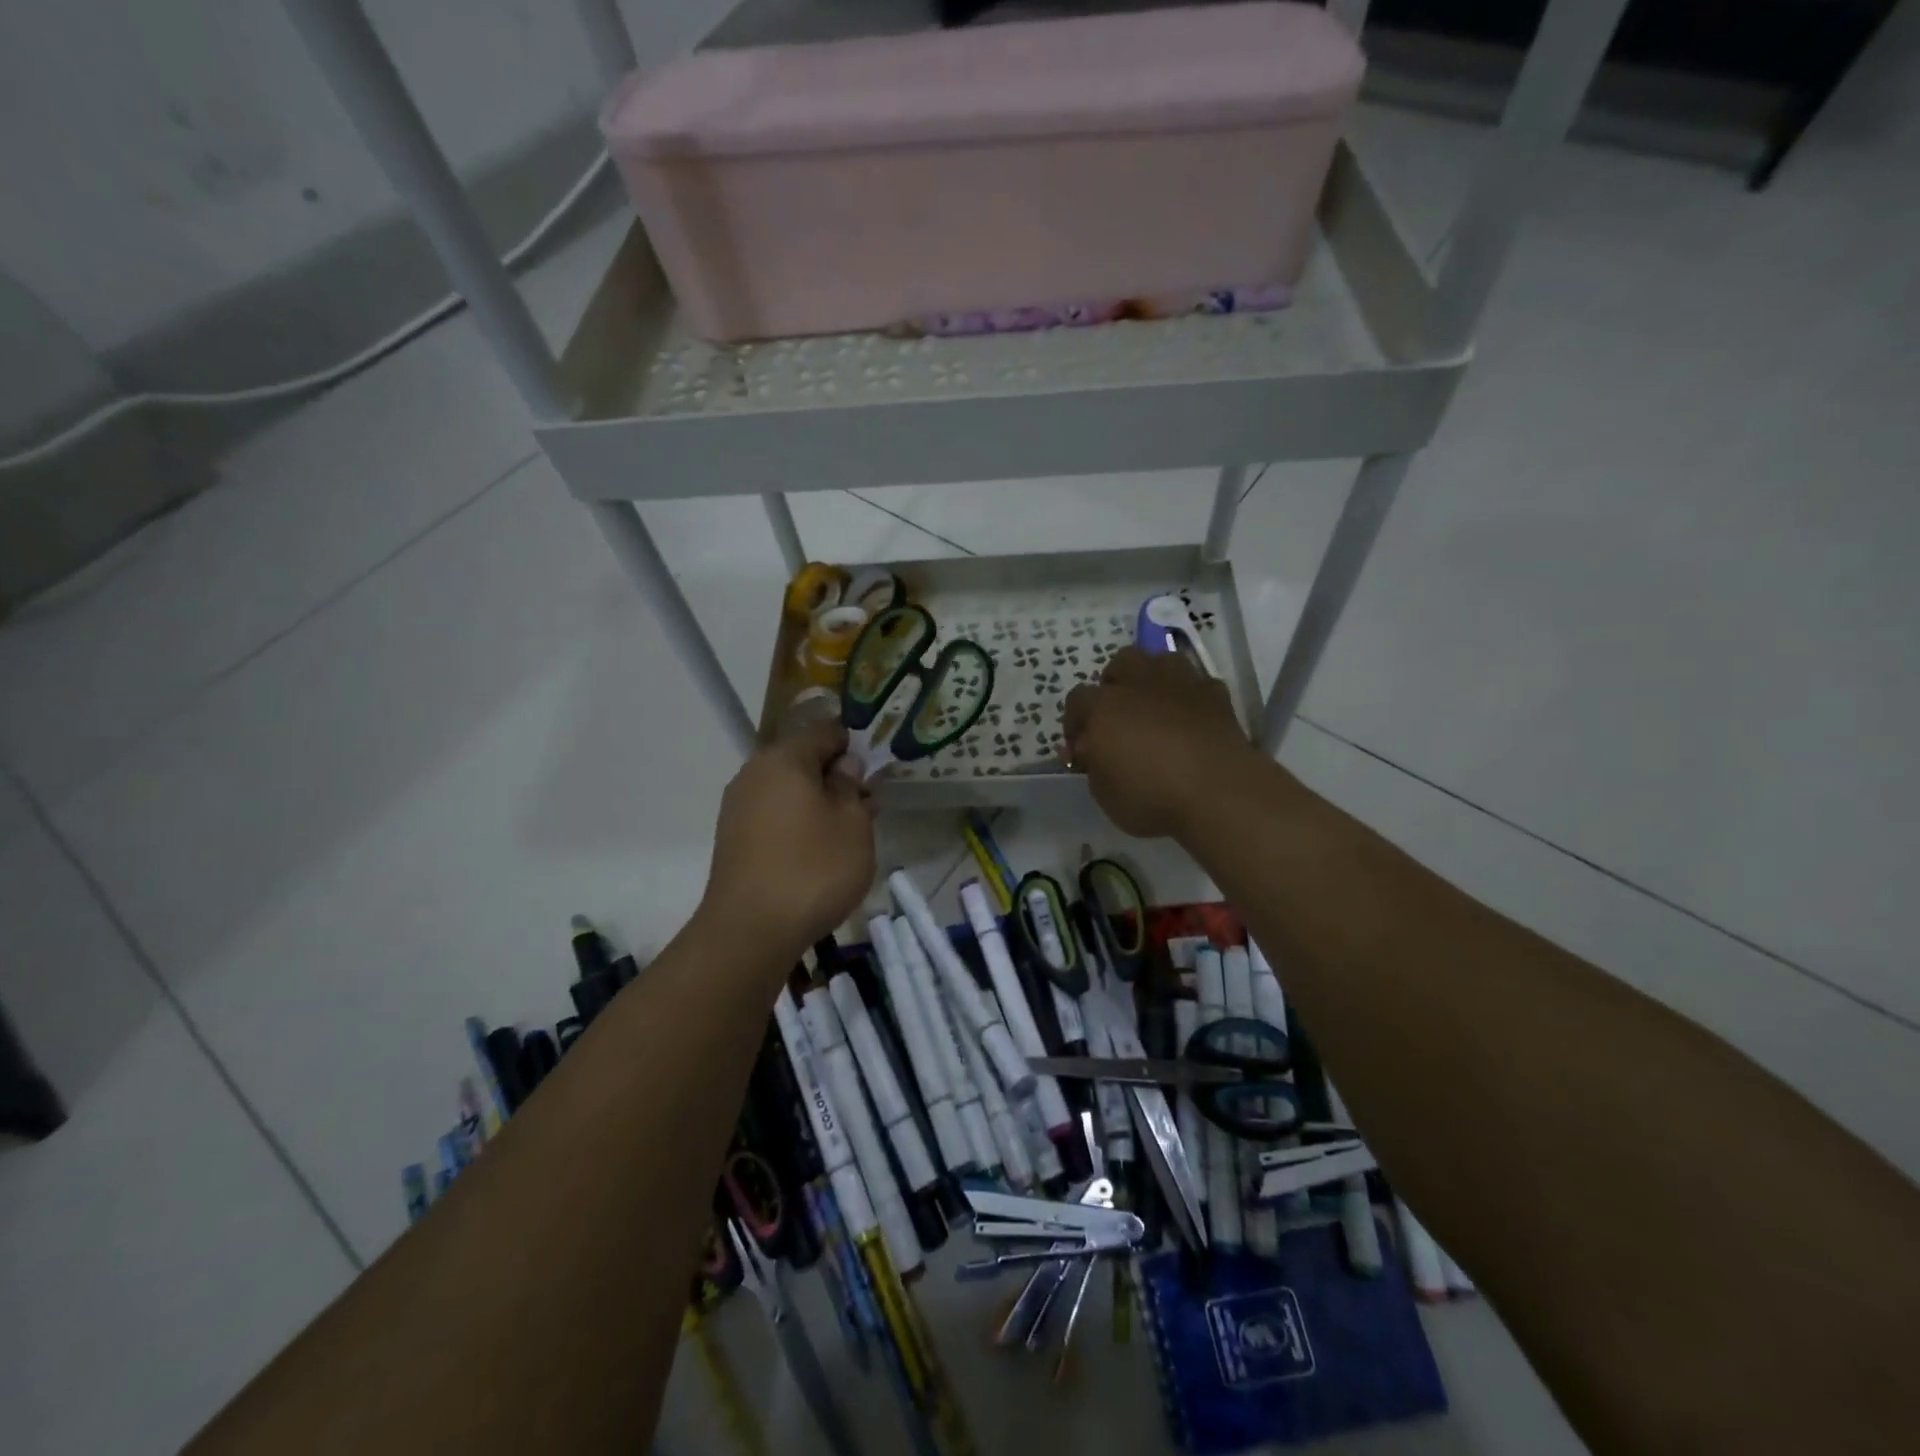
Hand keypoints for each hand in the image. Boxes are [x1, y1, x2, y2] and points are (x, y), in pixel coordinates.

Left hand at [700, 721, 876, 959]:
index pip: (825, 731)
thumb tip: (844, 766)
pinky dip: (797, 824)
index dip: (854, 746)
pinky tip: (815, 853)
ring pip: (788, 790)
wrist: (750, 931)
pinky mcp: (733, 838)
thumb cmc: (813, 869)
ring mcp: (738, 807)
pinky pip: (773, 816)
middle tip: (866, 809)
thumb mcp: (853, 824)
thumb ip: (852, 786)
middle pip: (803, 761)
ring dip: (818, 803)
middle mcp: (754, 773)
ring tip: (845, 836)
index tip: (874, 774)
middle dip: (836, 778)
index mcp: (784, 758)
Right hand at [1062, 647, 1264, 838]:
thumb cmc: (1151, 797)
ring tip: (1155, 705)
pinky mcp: (1216, 695)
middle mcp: (1140, 684)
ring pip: (1162, 660)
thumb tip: (1088, 748)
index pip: (1077, 699)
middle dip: (1116, 683)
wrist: (1219, 793)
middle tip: (1120, 714)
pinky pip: (1197, 682)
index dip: (1076, 721)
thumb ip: (1091, 763)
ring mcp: (1182, 684)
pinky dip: (1189, 695)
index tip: (1082, 745)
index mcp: (1104, 707)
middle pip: (1121, 662)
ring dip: (1154, 677)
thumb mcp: (1103, 792)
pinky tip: (1191, 718)